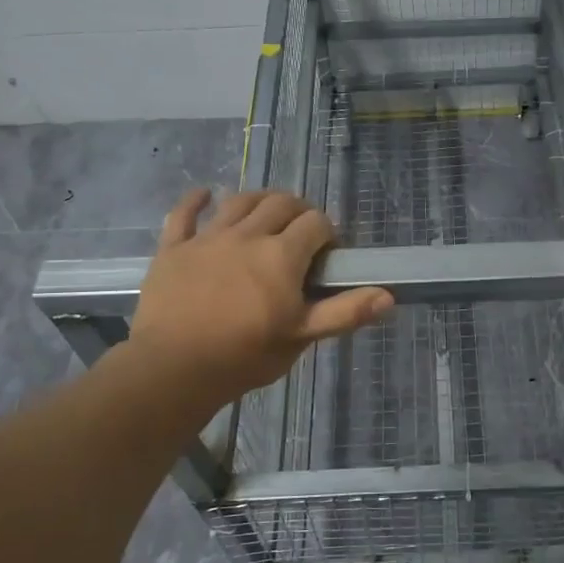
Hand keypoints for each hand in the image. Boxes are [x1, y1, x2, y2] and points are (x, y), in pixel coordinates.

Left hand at [124, 188, 392, 412]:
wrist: (174, 368)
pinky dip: (196, 200)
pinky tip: (205, 194)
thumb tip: (389, 296)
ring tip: (266, 211)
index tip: (327, 253)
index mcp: (282, 255)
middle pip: (280, 203)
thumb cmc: (245, 355)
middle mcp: (247, 235)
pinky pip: (184, 214)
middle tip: (301, 230)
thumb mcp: (301, 337)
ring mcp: (207, 238)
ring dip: (259, 200)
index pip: (316, 223)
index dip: (327, 232)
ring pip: (239, 201)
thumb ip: (344, 313)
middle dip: (297, 209)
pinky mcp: (174, 248)